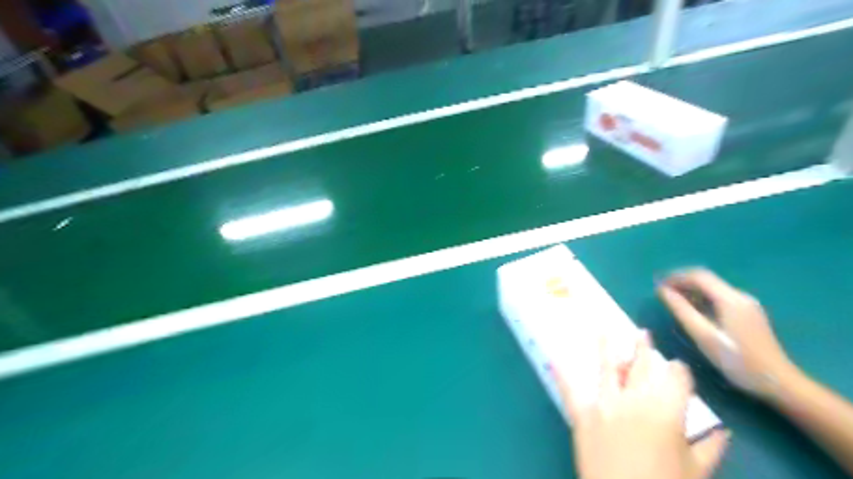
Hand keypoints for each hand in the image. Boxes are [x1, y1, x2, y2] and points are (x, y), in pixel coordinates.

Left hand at [557, 333, 729, 478]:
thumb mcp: (696, 473)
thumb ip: (711, 448)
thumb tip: (724, 432)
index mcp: (667, 410)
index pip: (676, 378)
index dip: (680, 371)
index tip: (679, 369)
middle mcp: (634, 399)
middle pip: (641, 366)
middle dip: (644, 349)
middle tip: (642, 334)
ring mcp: (604, 404)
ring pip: (606, 368)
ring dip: (605, 347)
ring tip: (602, 329)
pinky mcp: (581, 415)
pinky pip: (570, 391)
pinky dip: (561, 376)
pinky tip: (553, 359)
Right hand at [658, 269, 791, 400]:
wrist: (778, 382)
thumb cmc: (737, 360)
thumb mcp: (703, 335)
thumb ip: (681, 310)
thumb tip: (663, 291)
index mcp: (730, 299)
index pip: (698, 276)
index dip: (675, 277)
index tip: (657, 284)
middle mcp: (740, 296)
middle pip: (706, 280)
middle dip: (682, 282)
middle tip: (662, 293)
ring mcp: (747, 304)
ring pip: (713, 289)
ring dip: (691, 290)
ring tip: (673, 301)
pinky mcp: (748, 313)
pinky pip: (720, 298)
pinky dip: (702, 299)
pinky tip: (693, 311)